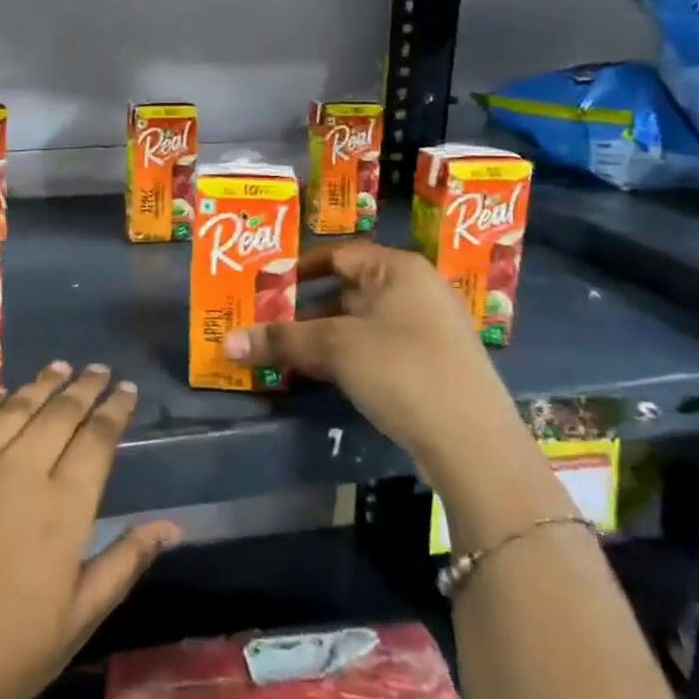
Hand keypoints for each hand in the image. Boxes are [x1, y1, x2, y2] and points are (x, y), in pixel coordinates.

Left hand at [0, 362, 180, 698]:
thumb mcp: (73, 625)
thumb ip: (123, 564)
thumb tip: (172, 525)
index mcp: (63, 507)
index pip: (99, 439)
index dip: (116, 409)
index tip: (127, 389)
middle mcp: (20, 469)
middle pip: (61, 412)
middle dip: (85, 387)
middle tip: (98, 369)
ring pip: (15, 406)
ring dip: (41, 384)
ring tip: (59, 368)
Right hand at [221, 242, 514, 457]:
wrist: (474, 443)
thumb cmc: (401, 369)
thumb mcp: (335, 349)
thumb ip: (281, 340)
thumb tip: (225, 343)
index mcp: (398, 269)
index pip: (338, 255)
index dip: (298, 270)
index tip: (264, 289)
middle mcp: (416, 290)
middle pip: (347, 291)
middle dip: (304, 311)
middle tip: (264, 326)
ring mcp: (427, 330)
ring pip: (360, 324)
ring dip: (321, 339)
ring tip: (283, 355)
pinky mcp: (430, 366)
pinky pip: (376, 350)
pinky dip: (346, 358)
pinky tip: (321, 377)